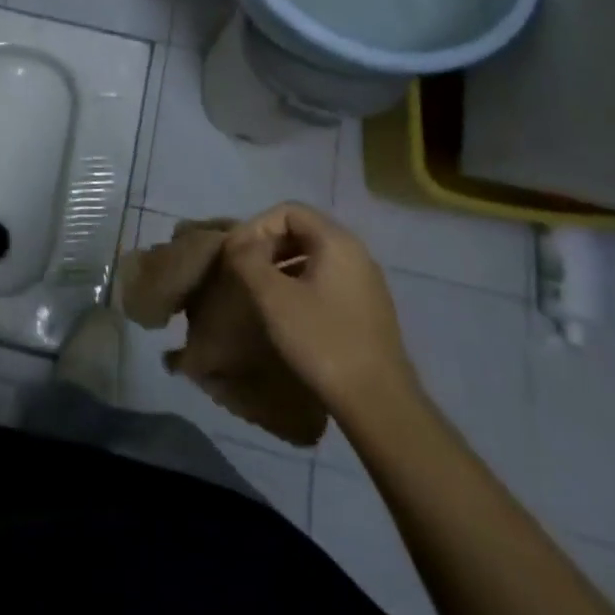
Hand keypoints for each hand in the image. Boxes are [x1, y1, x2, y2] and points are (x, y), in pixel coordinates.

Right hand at [222, 203, 419, 418]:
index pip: (288, 211)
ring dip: (280, 264)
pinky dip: (299, 283)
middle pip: (302, 230)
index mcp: (337, 242)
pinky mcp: (366, 309)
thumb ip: (247, 259)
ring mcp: (365, 283)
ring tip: (258, 289)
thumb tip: (236, 245)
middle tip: (243, 269)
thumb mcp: (273, 296)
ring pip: (313, 256)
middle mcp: (356, 254)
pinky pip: (325, 279)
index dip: (256, 226)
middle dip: (267, 244)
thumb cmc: (322, 340)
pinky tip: (285, 311)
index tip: (237, 254)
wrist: (377, 403)